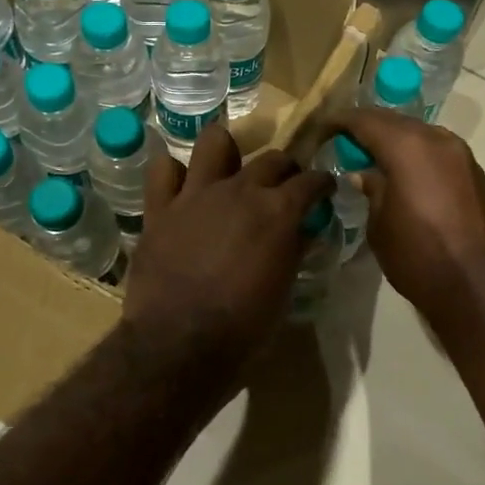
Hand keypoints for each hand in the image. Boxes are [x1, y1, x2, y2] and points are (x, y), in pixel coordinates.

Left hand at [122, 124, 333, 389]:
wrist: (180, 343)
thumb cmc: (243, 326)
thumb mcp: (283, 290)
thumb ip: (293, 251)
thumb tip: (301, 231)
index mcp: (278, 211)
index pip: (311, 181)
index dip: (321, 183)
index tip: (324, 189)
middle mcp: (240, 190)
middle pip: (271, 158)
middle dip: (285, 168)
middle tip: (284, 185)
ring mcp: (196, 194)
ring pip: (215, 142)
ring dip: (228, 151)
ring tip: (230, 168)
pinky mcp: (160, 208)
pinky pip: (162, 169)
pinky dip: (172, 173)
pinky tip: (181, 187)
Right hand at [328, 109, 484, 339]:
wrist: (477, 287)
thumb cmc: (417, 257)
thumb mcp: (380, 224)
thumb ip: (371, 189)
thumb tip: (365, 174)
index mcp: (408, 147)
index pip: (366, 120)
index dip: (340, 121)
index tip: (322, 129)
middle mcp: (437, 140)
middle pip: (394, 121)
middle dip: (367, 127)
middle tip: (343, 142)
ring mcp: (460, 154)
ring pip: (418, 133)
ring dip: (394, 139)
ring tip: (371, 157)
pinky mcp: (474, 172)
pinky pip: (436, 150)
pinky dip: (415, 153)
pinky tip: (401, 172)